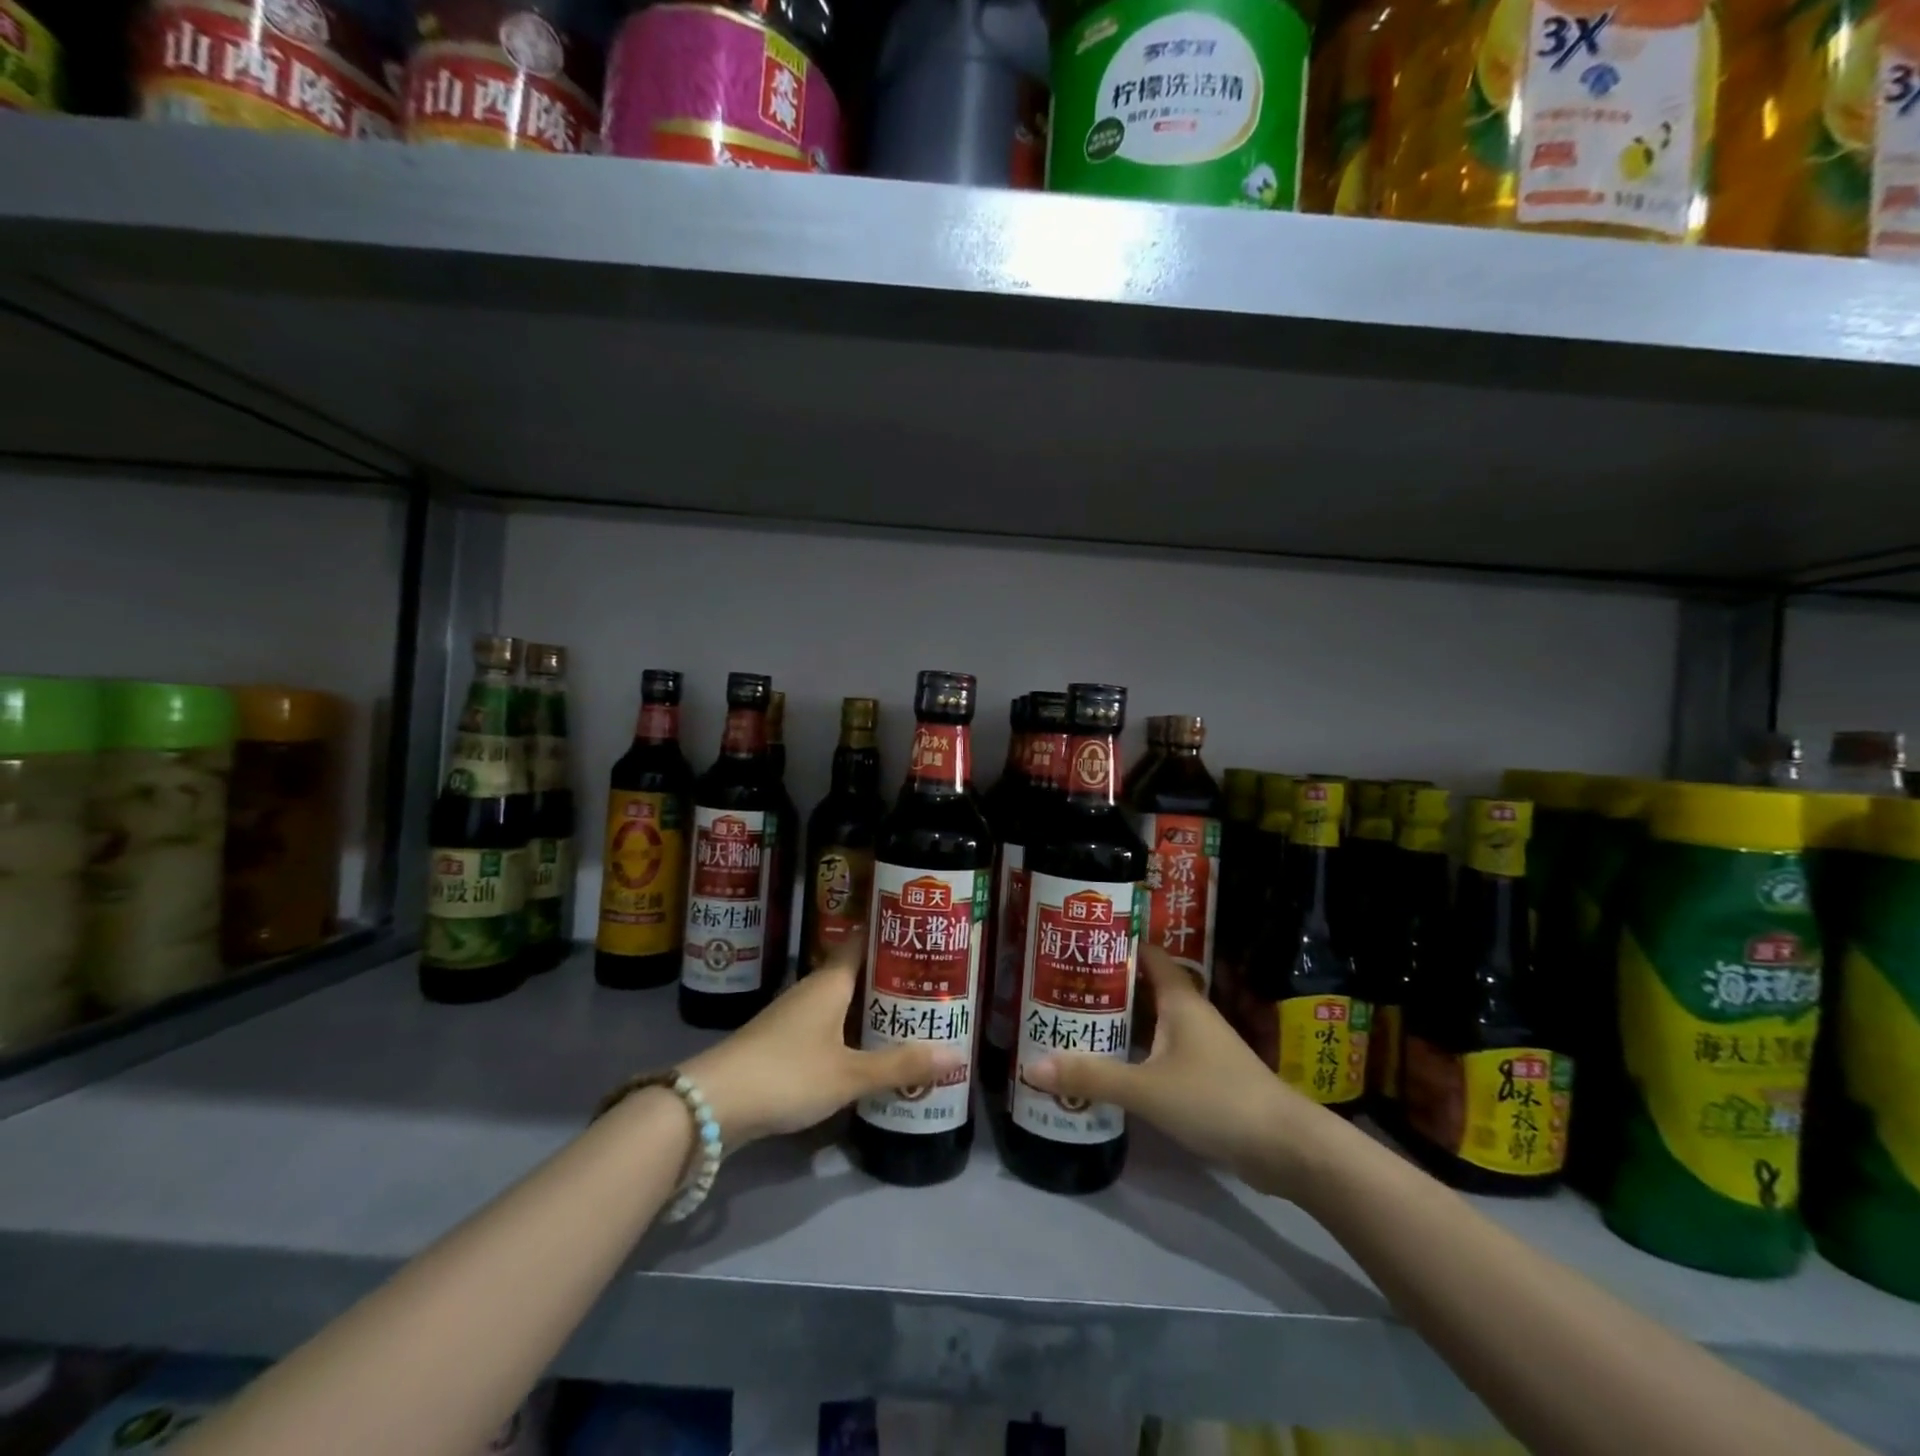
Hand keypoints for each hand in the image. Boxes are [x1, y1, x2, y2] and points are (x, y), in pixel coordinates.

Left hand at [681, 932, 962, 1148]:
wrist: (713, 1105)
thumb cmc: (787, 1074)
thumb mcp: (849, 1074)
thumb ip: (901, 1065)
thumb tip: (959, 1055)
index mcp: (830, 981)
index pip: (864, 940)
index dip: (892, 935)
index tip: (924, 935)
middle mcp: (813, 989)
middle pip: (858, 972)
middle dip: (892, 977)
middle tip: (933, 983)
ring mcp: (795, 1016)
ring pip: (843, 1001)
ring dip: (873, 1007)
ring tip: (912, 1015)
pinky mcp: (783, 1043)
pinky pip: (829, 1026)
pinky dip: (853, 1031)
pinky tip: (871, 1050)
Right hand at [1022, 944, 1334, 1197]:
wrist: (1284, 1147)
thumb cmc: (1215, 1099)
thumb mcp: (1147, 1088)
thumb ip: (1092, 1076)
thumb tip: (1032, 1066)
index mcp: (1180, 999)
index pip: (1145, 954)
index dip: (1115, 945)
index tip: (1077, 944)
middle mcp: (1189, 1013)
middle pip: (1142, 989)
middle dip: (1105, 987)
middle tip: (1060, 988)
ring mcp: (1199, 1045)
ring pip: (1150, 1022)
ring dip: (1118, 1023)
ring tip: (1073, 1022)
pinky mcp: (1203, 1075)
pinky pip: (1159, 1051)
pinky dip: (1134, 1052)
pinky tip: (1107, 1065)